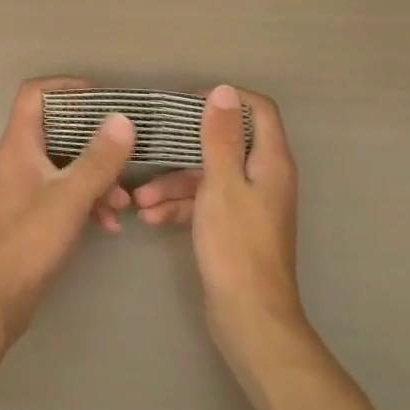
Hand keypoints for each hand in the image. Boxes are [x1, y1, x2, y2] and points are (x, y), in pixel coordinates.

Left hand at [0, 78, 136, 347]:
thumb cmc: (26, 243)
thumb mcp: (69, 198)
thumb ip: (98, 159)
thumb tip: (123, 119)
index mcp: (19, 144)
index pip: (35, 93)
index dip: (66, 86)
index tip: (102, 97)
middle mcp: (20, 159)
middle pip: (57, 126)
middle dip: (94, 136)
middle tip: (126, 145)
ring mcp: (26, 187)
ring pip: (66, 163)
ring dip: (97, 175)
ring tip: (124, 202)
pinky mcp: (33, 213)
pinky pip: (65, 191)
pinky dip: (88, 200)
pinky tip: (111, 224)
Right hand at [134, 85, 305, 366]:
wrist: (249, 319)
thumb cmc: (236, 245)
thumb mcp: (222, 183)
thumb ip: (220, 136)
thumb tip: (224, 90)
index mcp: (270, 161)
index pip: (259, 110)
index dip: (227, 100)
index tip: (190, 102)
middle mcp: (264, 177)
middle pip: (227, 143)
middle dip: (186, 146)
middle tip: (154, 142)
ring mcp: (249, 204)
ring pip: (209, 176)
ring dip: (175, 183)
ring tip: (140, 199)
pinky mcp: (234, 228)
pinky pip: (206, 204)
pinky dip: (181, 207)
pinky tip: (152, 218)